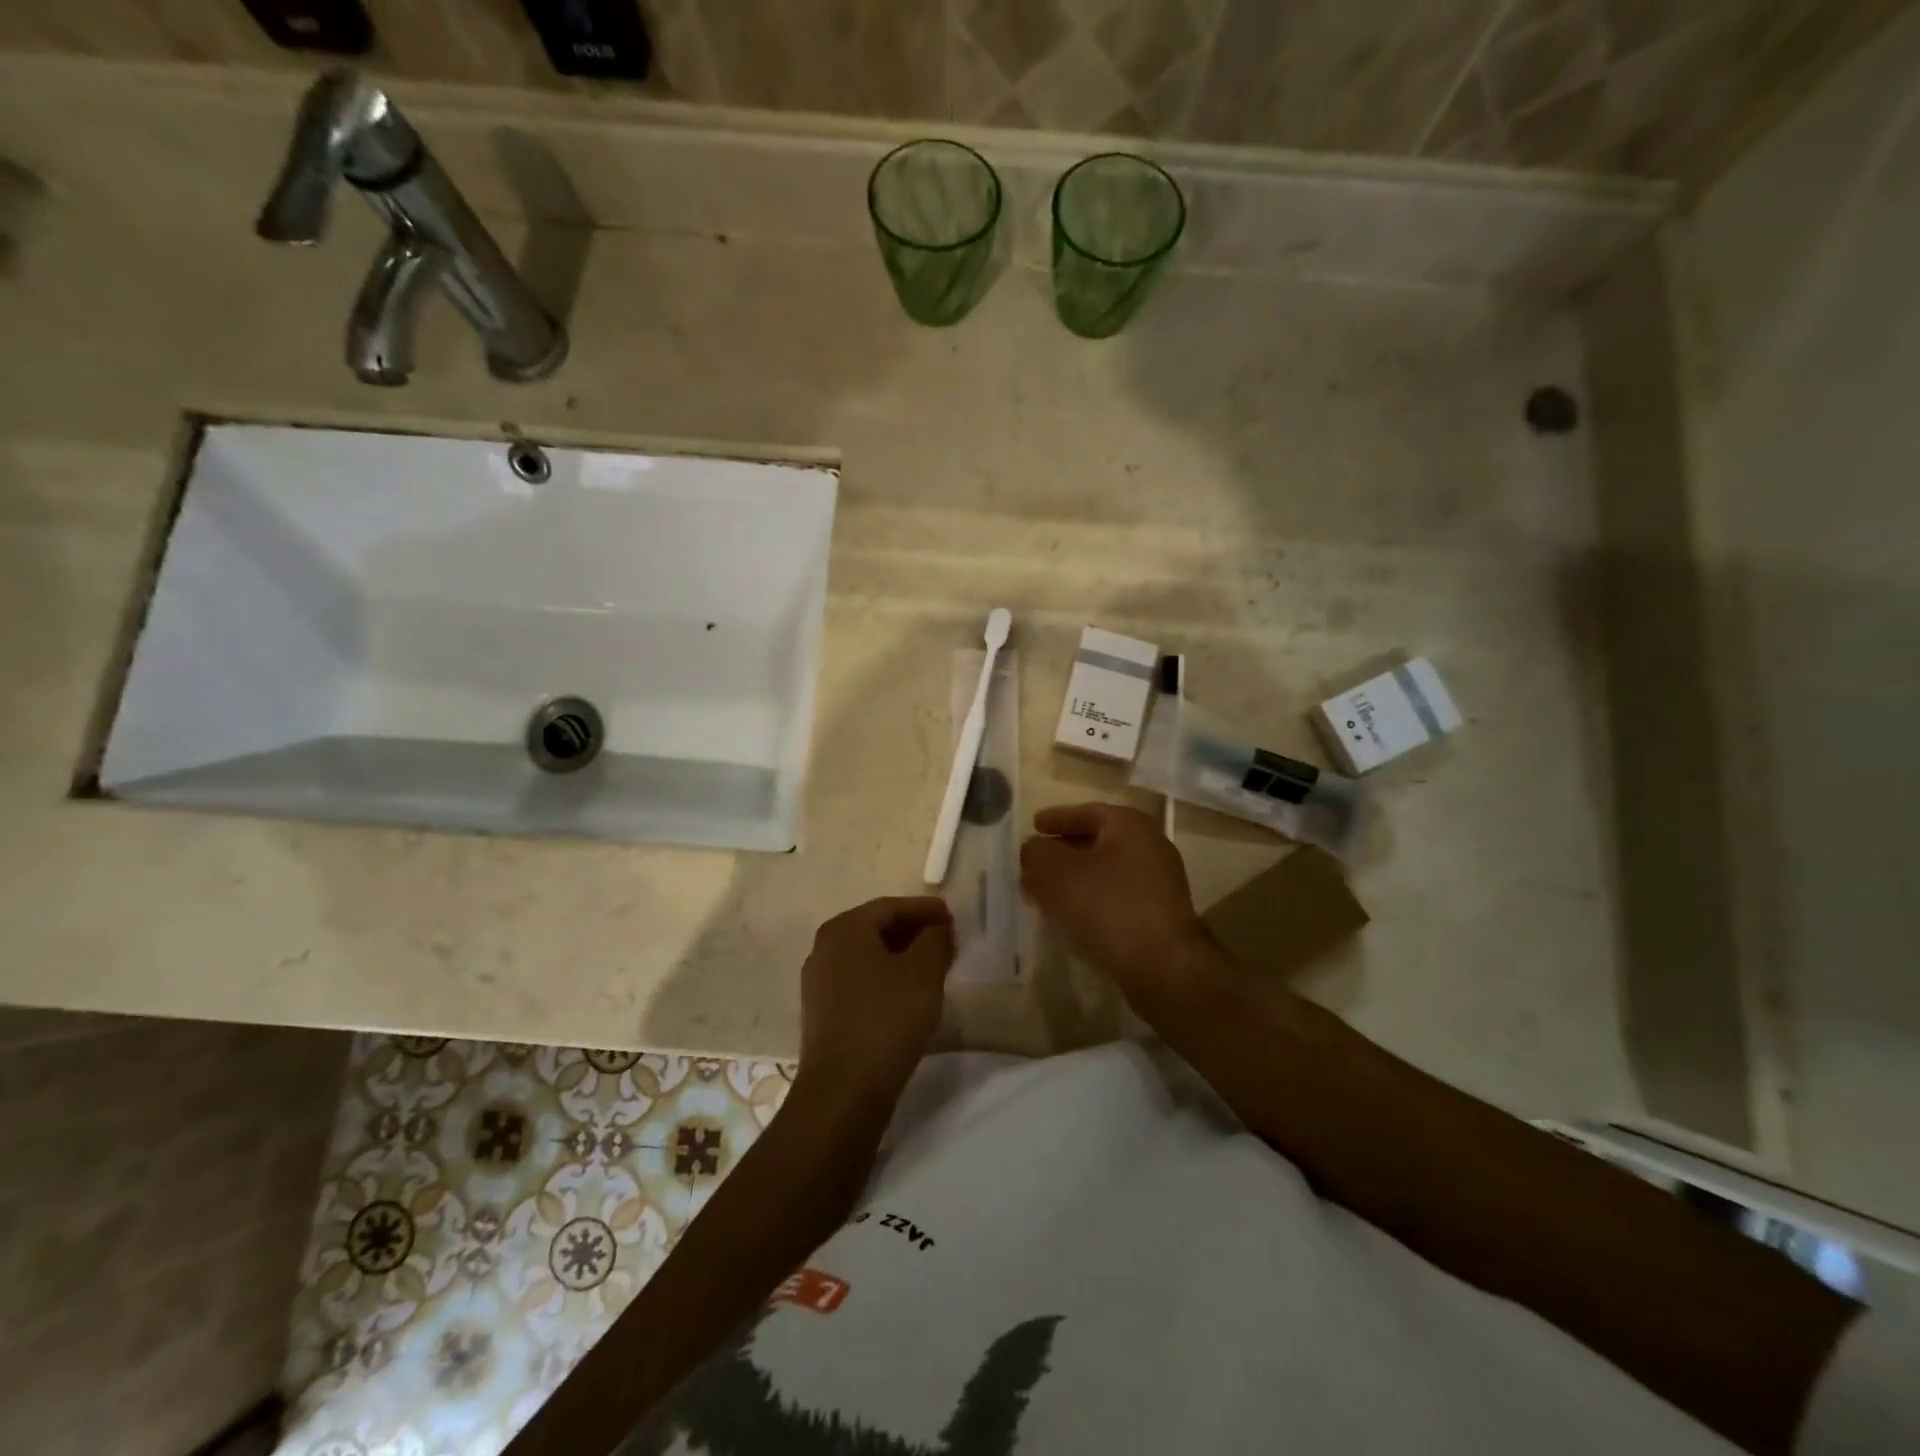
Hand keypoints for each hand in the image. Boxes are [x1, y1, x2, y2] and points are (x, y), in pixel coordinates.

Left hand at [799, 896, 954, 1101]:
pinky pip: (860, 981)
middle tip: (948, 940)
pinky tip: (910, 994)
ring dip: (902, 957)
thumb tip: (936, 927)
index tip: (953, 917)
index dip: (925, 909)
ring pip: (869, 956)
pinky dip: (887, 978)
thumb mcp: (923, 972)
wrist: (844, 1090)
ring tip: (935, 967)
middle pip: (876, 929)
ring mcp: (820, 982)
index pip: (890, 906)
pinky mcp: (823, 1013)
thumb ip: (934, 939)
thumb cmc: (886, 1018)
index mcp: (844, 929)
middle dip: (914, 932)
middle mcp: (825, 948)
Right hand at [1021, 803, 1221, 1012]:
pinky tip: (1070, 913)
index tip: (1033, 826)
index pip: (1086, 812)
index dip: (1056, 818)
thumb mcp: (1059, 873)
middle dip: (1062, 850)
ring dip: (1074, 877)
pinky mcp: (1158, 912)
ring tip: (1045, 889)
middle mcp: (1149, 845)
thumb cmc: (1108, 905)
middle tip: (1035, 860)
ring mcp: (1158, 881)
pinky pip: (1115, 894)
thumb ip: (1038, 853)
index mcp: (1129, 825)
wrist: (1162, 965)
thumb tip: (1032, 848)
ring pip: (1105, 869)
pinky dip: (1090, 896)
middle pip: (1097, 840)